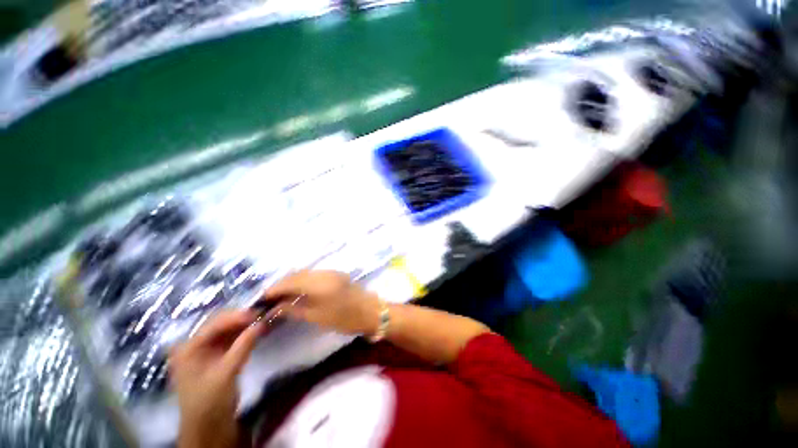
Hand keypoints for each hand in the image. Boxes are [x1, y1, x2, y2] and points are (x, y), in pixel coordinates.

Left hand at [170, 310, 262, 447]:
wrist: (209, 431)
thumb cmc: (211, 403)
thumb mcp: (225, 376)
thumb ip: (241, 349)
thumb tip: (259, 325)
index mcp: (187, 346)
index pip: (211, 325)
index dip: (233, 317)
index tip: (255, 313)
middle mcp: (192, 347)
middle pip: (215, 329)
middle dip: (237, 322)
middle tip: (259, 317)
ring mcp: (202, 358)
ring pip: (221, 339)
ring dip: (239, 332)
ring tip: (258, 324)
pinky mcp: (212, 367)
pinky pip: (225, 350)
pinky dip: (238, 344)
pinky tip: (250, 338)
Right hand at [263, 270, 380, 335]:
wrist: (374, 314)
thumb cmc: (345, 319)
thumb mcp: (317, 317)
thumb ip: (294, 310)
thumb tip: (276, 308)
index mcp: (316, 283)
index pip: (288, 282)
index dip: (274, 289)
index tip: (262, 297)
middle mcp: (320, 272)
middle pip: (294, 276)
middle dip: (280, 285)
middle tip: (268, 297)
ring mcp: (328, 271)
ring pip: (302, 274)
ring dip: (289, 283)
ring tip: (279, 295)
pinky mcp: (334, 275)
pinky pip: (311, 275)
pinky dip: (300, 282)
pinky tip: (295, 291)